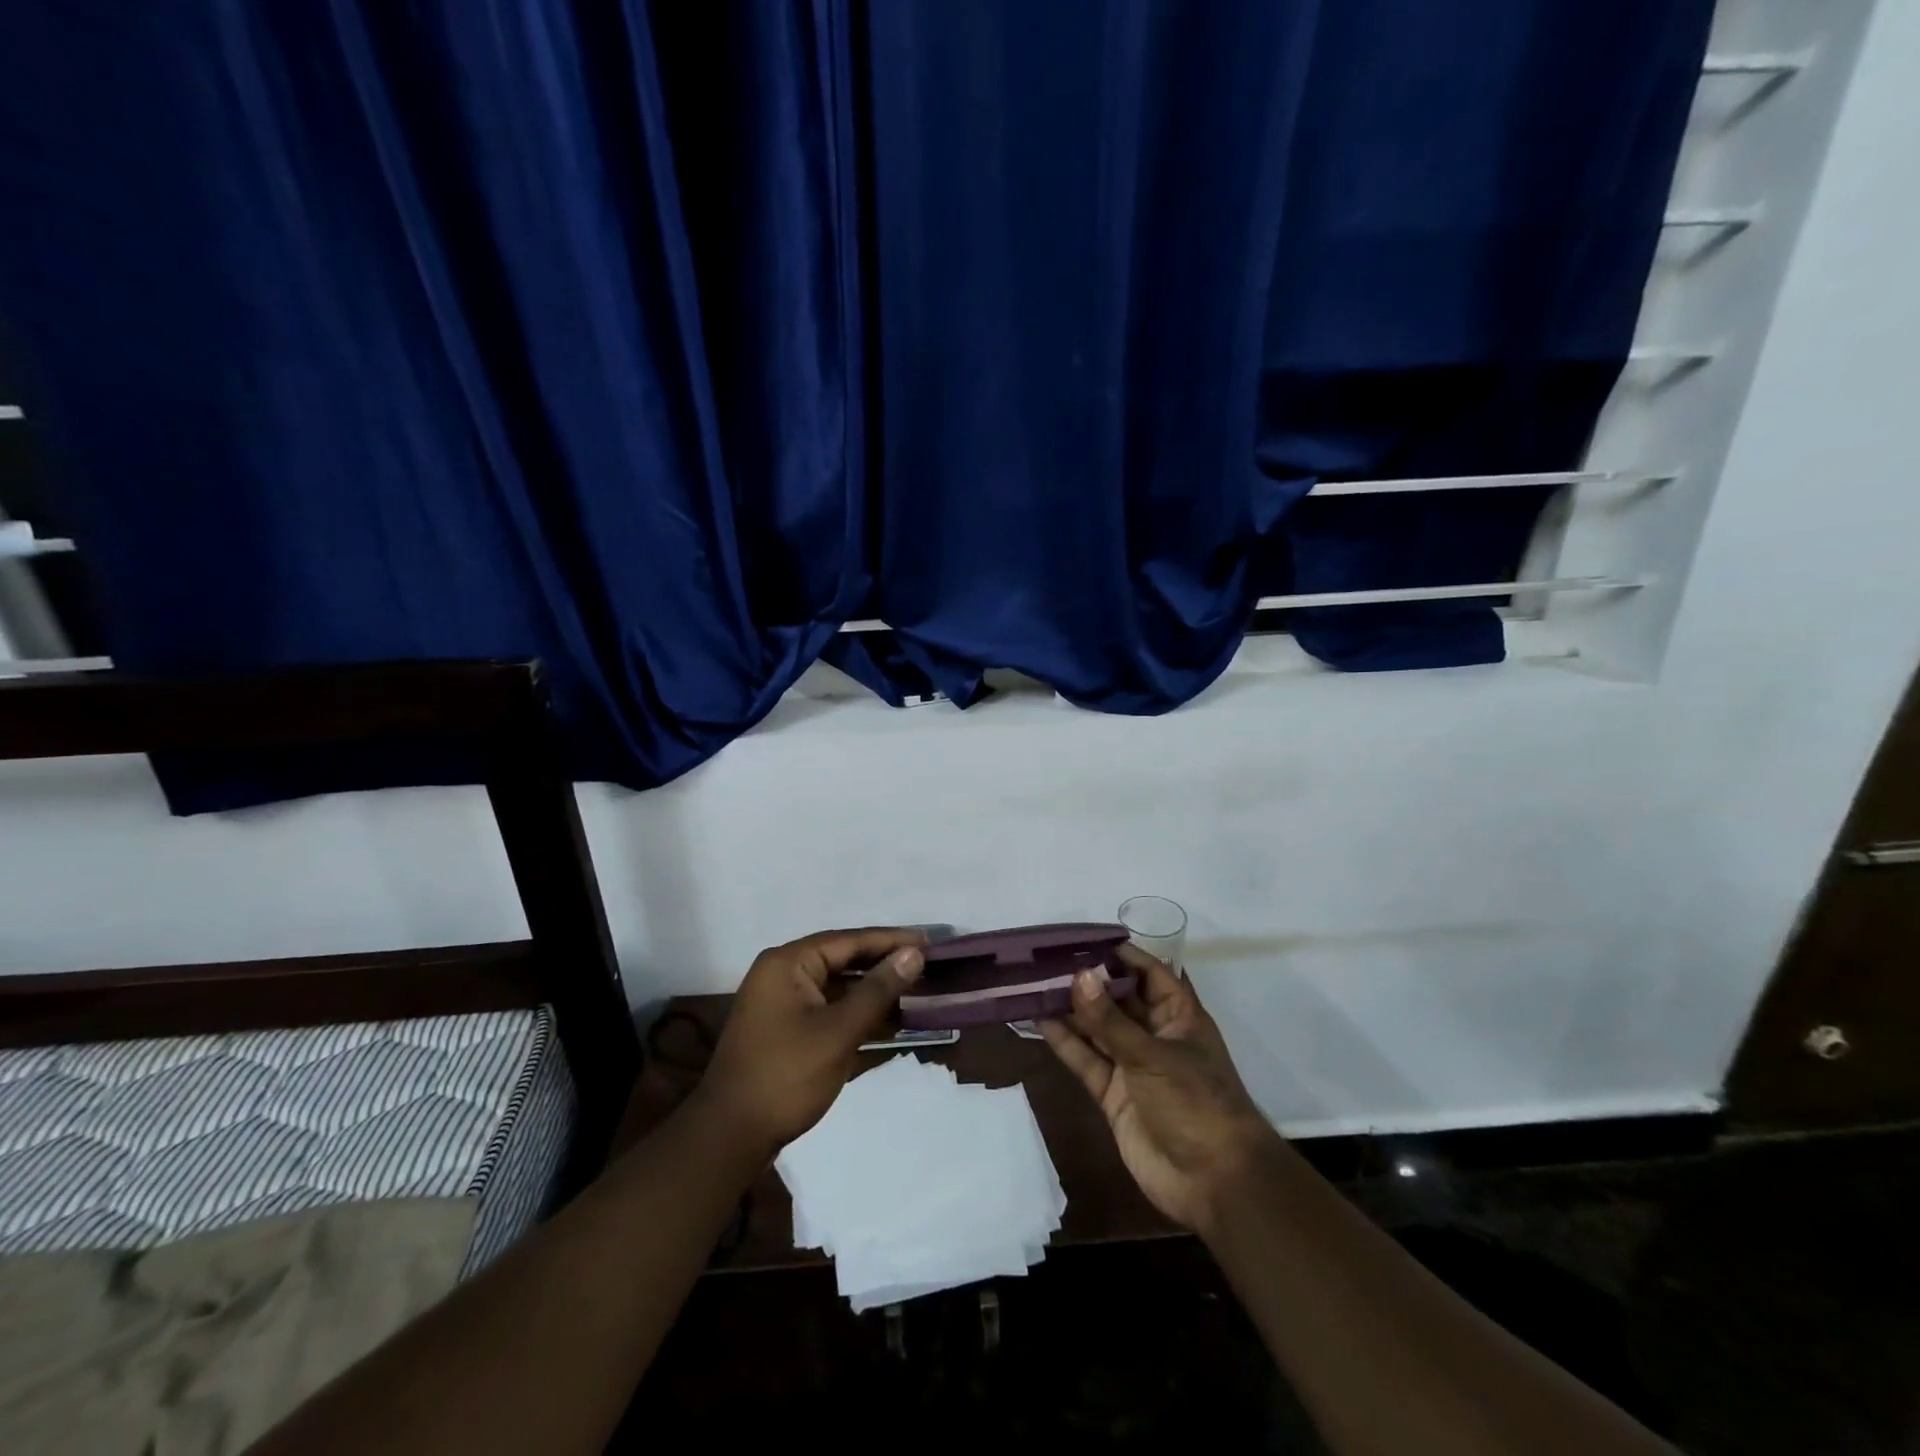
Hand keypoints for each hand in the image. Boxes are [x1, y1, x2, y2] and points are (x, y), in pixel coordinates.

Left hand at [698, 927, 925, 1158]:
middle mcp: (783, 973)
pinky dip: (858, 1014)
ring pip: (839, 986)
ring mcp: (783, 1002)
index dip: (892, 941)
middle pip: (844, 960)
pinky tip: (892, 1022)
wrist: (730, 1138)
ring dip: (875, 992)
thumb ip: (878, 990)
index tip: (931, 942)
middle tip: (929, 966)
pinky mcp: (787, 1029)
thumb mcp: (838, 1032)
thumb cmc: (786, 1076)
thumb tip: (914, 954)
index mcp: (788, 963)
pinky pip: (830, 1009)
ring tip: (919, 993)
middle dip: (885, 965)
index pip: (850, 940)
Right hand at [1039, 944, 1281, 1235]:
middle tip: (1047, 959)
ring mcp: (1133, 1065)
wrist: (1212, 1182)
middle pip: (1118, 999)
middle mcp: (1155, 1035)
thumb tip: (1078, 976)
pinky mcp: (1114, 1094)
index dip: (1120, 954)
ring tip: (1034, 983)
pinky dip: (1065, 1042)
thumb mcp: (1152, 1055)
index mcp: (1178, 1016)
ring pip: (1097, 1028)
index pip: (1149, 972)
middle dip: (1087, 981)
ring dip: (1070, 1009)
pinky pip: (1086, 1060)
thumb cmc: (1196, 1103)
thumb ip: (1110, 1020)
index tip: (1083, 938)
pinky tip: (1039, 1020)